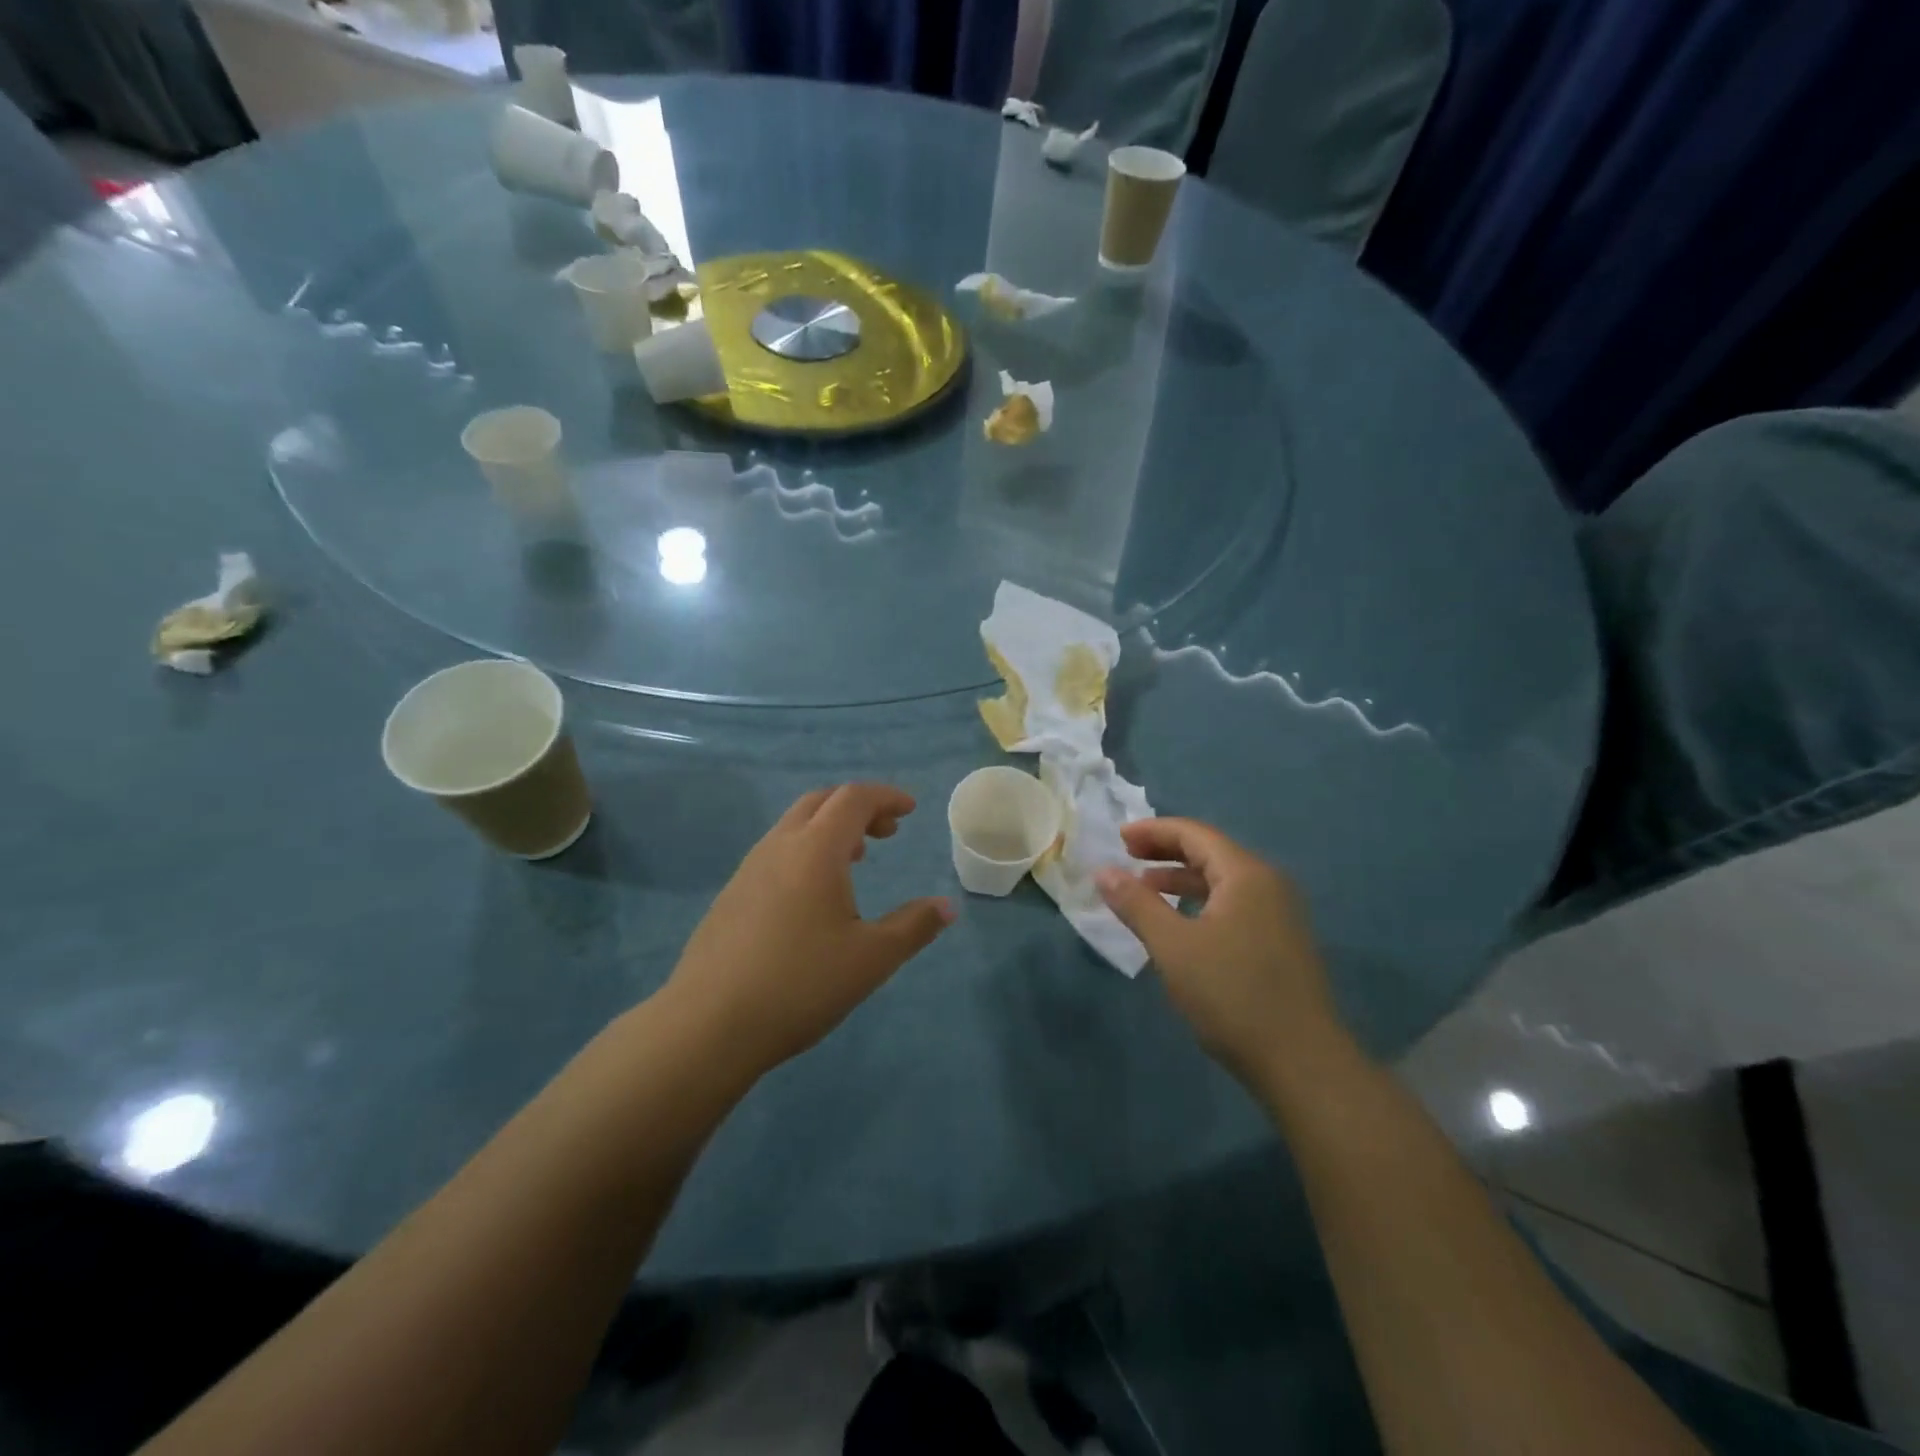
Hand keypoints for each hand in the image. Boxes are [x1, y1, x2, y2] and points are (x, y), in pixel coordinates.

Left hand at [666, 784, 953, 1079]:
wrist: (708, 1025)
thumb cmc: (801, 984)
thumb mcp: (871, 959)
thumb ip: (914, 926)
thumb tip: (947, 906)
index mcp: (815, 850)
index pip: (854, 798)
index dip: (886, 796)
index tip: (911, 811)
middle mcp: (779, 846)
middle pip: (821, 801)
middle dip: (858, 806)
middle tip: (887, 832)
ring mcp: (748, 869)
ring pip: (794, 825)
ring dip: (830, 828)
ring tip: (856, 860)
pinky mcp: (731, 895)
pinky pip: (776, 851)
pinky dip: (806, 850)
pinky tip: (813, 896)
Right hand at [1094, 820, 1342, 1084]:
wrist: (1302, 1063)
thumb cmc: (1232, 995)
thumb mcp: (1173, 946)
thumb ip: (1137, 904)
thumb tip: (1103, 871)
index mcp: (1246, 875)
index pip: (1195, 834)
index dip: (1153, 831)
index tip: (1118, 839)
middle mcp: (1268, 885)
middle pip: (1211, 852)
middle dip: (1166, 852)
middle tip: (1128, 858)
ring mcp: (1280, 915)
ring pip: (1223, 882)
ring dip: (1182, 880)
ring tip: (1145, 890)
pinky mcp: (1281, 943)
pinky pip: (1234, 905)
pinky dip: (1201, 903)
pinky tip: (1181, 925)